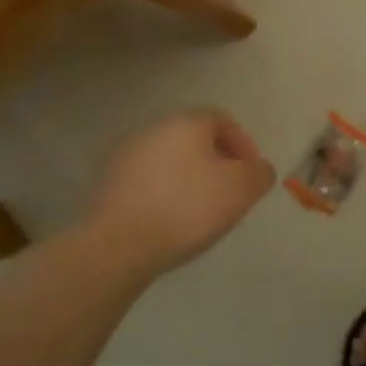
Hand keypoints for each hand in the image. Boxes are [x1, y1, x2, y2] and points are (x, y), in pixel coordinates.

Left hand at [78, 110, 275, 277]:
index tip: (251, 174)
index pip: (222, 119)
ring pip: (169, 160)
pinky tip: (169, 221)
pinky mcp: (106, 185)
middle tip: (228, 192)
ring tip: (199, 211)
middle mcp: (153, 130)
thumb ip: (259, 173)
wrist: (117, 246)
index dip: (243, 144)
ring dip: (188, 178)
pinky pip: (147, 182)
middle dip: (215, 161)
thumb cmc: (187, 208)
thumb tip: (257, 169)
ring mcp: (125, 157)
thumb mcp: (241, 190)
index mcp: (186, 123)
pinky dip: (163, 194)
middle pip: (193, 139)